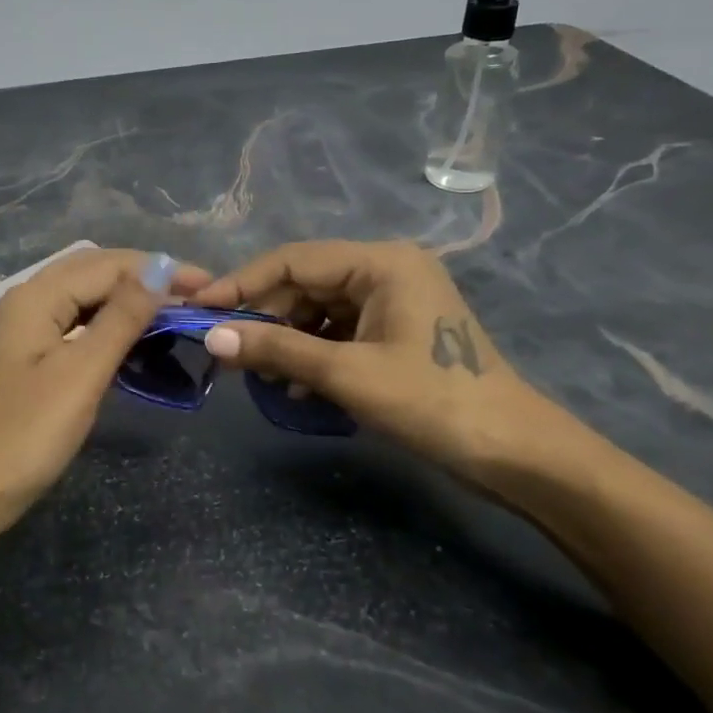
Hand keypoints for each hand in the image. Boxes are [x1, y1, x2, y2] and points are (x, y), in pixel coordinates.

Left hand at [0, 248, 210, 563]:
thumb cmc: (24, 436)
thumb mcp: (80, 375)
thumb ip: (120, 318)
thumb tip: (157, 270)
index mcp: (32, 298)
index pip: (106, 265)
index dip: (158, 269)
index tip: (207, 285)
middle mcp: (21, 301)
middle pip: (90, 273)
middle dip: (143, 278)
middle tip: (194, 296)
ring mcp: (17, 329)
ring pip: (80, 297)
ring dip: (125, 299)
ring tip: (171, 312)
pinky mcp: (20, 357)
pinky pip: (69, 323)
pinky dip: (103, 324)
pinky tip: (128, 337)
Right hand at [189, 239, 542, 476]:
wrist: (512, 453)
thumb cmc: (432, 402)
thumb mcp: (347, 375)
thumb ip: (276, 350)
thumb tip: (212, 339)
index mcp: (381, 263)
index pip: (292, 260)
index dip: (241, 282)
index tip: (199, 309)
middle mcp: (385, 270)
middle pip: (304, 284)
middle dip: (263, 318)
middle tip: (223, 350)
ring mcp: (391, 301)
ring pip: (317, 311)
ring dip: (285, 341)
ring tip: (256, 375)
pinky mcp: (393, 331)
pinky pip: (337, 332)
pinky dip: (310, 355)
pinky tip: (292, 386)